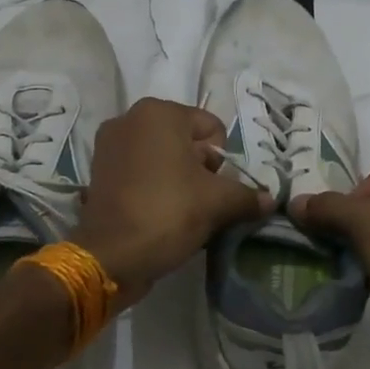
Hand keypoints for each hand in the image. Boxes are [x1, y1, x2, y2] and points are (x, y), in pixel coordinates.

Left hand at [73, 98, 272, 307]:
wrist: (110, 256)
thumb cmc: (167, 213)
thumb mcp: (217, 203)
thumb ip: (247, 195)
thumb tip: (270, 200)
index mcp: (159, 113)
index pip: (211, 128)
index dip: (223, 161)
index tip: (218, 189)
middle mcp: (130, 119)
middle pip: (186, 141)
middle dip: (201, 169)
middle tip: (204, 202)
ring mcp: (109, 145)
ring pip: (163, 157)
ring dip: (179, 179)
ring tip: (184, 211)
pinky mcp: (99, 171)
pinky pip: (140, 171)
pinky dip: (155, 187)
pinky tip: (161, 213)